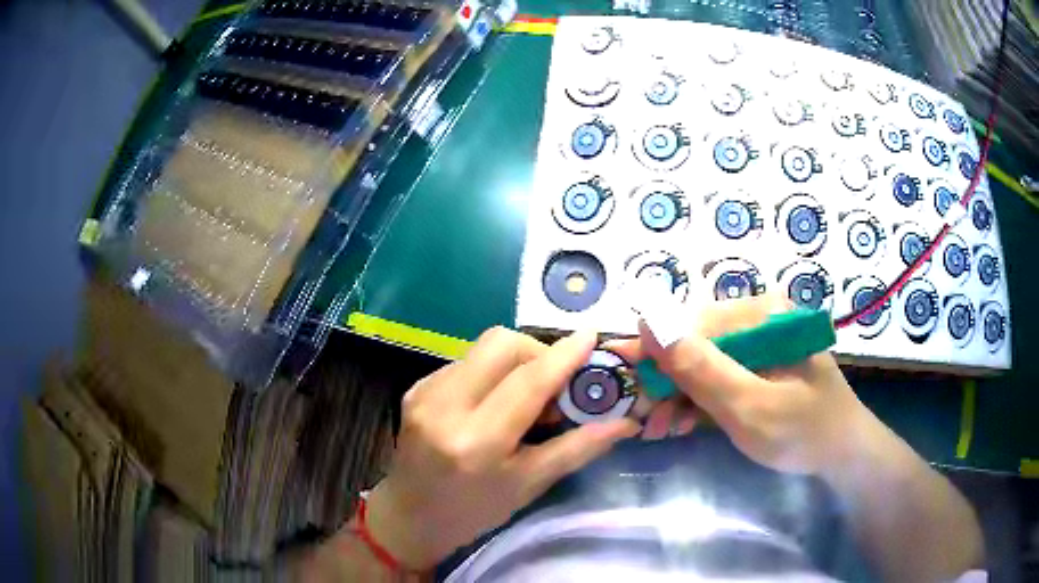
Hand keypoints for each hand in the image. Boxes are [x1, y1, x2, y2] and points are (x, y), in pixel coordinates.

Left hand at [364, 327, 639, 569]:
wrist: (410, 516)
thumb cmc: (474, 512)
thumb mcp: (529, 486)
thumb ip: (577, 448)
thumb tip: (625, 422)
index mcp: (476, 442)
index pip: (527, 382)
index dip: (563, 356)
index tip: (590, 337)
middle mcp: (445, 407)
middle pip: (501, 344)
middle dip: (538, 352)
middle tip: (555, 383)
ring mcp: (424, 393)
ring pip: (483, 347)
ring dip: (515, 361)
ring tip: (525, 397)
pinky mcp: (416, 387)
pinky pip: (466, 361)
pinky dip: (491, 372)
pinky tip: (494, 402)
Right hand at [613, 295, 878, 474]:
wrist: (843, 453)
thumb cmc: (802, 431)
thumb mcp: (748, 406)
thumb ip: (700, 367)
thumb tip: (647, 319)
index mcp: (763, 314)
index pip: (693, 324)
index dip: (657, 356)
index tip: (628, 388)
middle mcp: (760, 317)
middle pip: (696, 343)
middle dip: (668, 384)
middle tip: (646, 422)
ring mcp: (761, 340)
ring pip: (704, 361)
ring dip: (679, 395)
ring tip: (660, 429)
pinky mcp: (761, 362)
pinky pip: (720, 374)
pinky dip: (699, 399)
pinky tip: (683, 422)